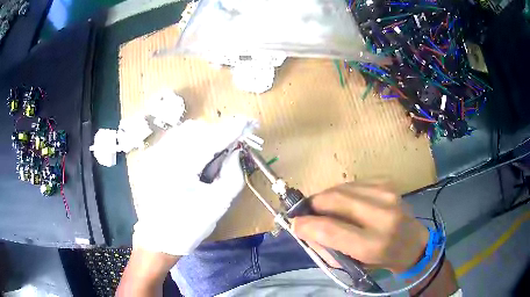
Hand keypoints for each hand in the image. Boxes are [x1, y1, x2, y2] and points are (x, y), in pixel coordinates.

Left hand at [133, 118, 254, 255]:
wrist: (156, 240)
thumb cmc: (187, 227)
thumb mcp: (217, 205)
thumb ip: (232, 176)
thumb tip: (237, 153)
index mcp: (179, 167)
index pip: (211, 138)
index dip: (233, 129)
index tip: (250, 123)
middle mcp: (162, 153)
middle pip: (197, 129)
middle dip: (218, 133)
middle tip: (232, 148)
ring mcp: (154, 154)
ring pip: (185, 131)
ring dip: (205, 137)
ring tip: (214, 156)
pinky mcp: (152, 158)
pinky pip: (176, 139)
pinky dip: (192, 142)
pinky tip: (197, 159)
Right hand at [292, 181, 428, 272]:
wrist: (412, 243)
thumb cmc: (381, 259)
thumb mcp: (352, 264)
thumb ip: (326, 247)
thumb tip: (303, 227)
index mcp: (373, 244)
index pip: (331, 229)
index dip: (306, 225)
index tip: (295, 224)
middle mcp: (382, 215)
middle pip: (334, 199)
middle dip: (314, 205)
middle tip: (308, 213)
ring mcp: (386, 194)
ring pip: (341, 188)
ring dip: (327, 198)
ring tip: (326, 209)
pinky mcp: (386, 183)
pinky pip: (352, 183)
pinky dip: (342, 193)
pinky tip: (345, 203)